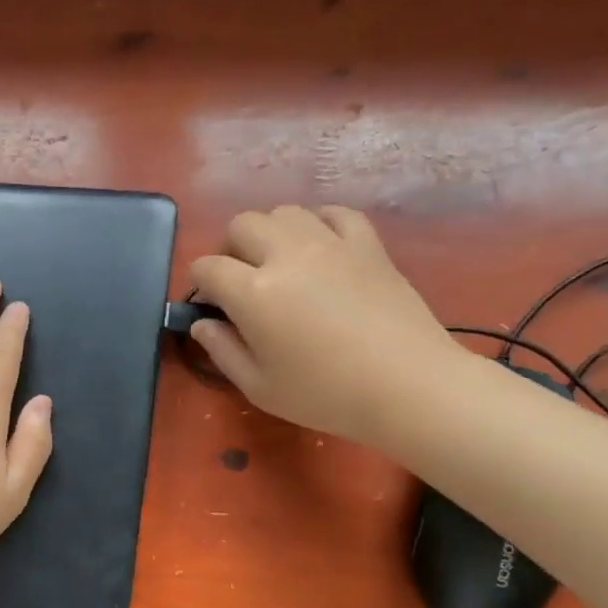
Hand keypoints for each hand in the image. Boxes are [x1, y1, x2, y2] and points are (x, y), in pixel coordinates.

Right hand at [190, 205, 463, 444]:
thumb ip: (222, 351)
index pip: (208, 267)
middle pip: (242, 225)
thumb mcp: (259, 386)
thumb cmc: (325, 394)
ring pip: (285, 212)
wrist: (409, 387)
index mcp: (253, 292)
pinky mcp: (367, 245)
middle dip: (230, 249)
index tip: (208, 305)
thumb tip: (202, 324)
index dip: (199, 284)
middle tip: (241, 281)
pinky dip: (318, 224)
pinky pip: (335, 213)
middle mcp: (286, 255)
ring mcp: (331, 244)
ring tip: (280, 263)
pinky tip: (320, 248)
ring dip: (271, 233)